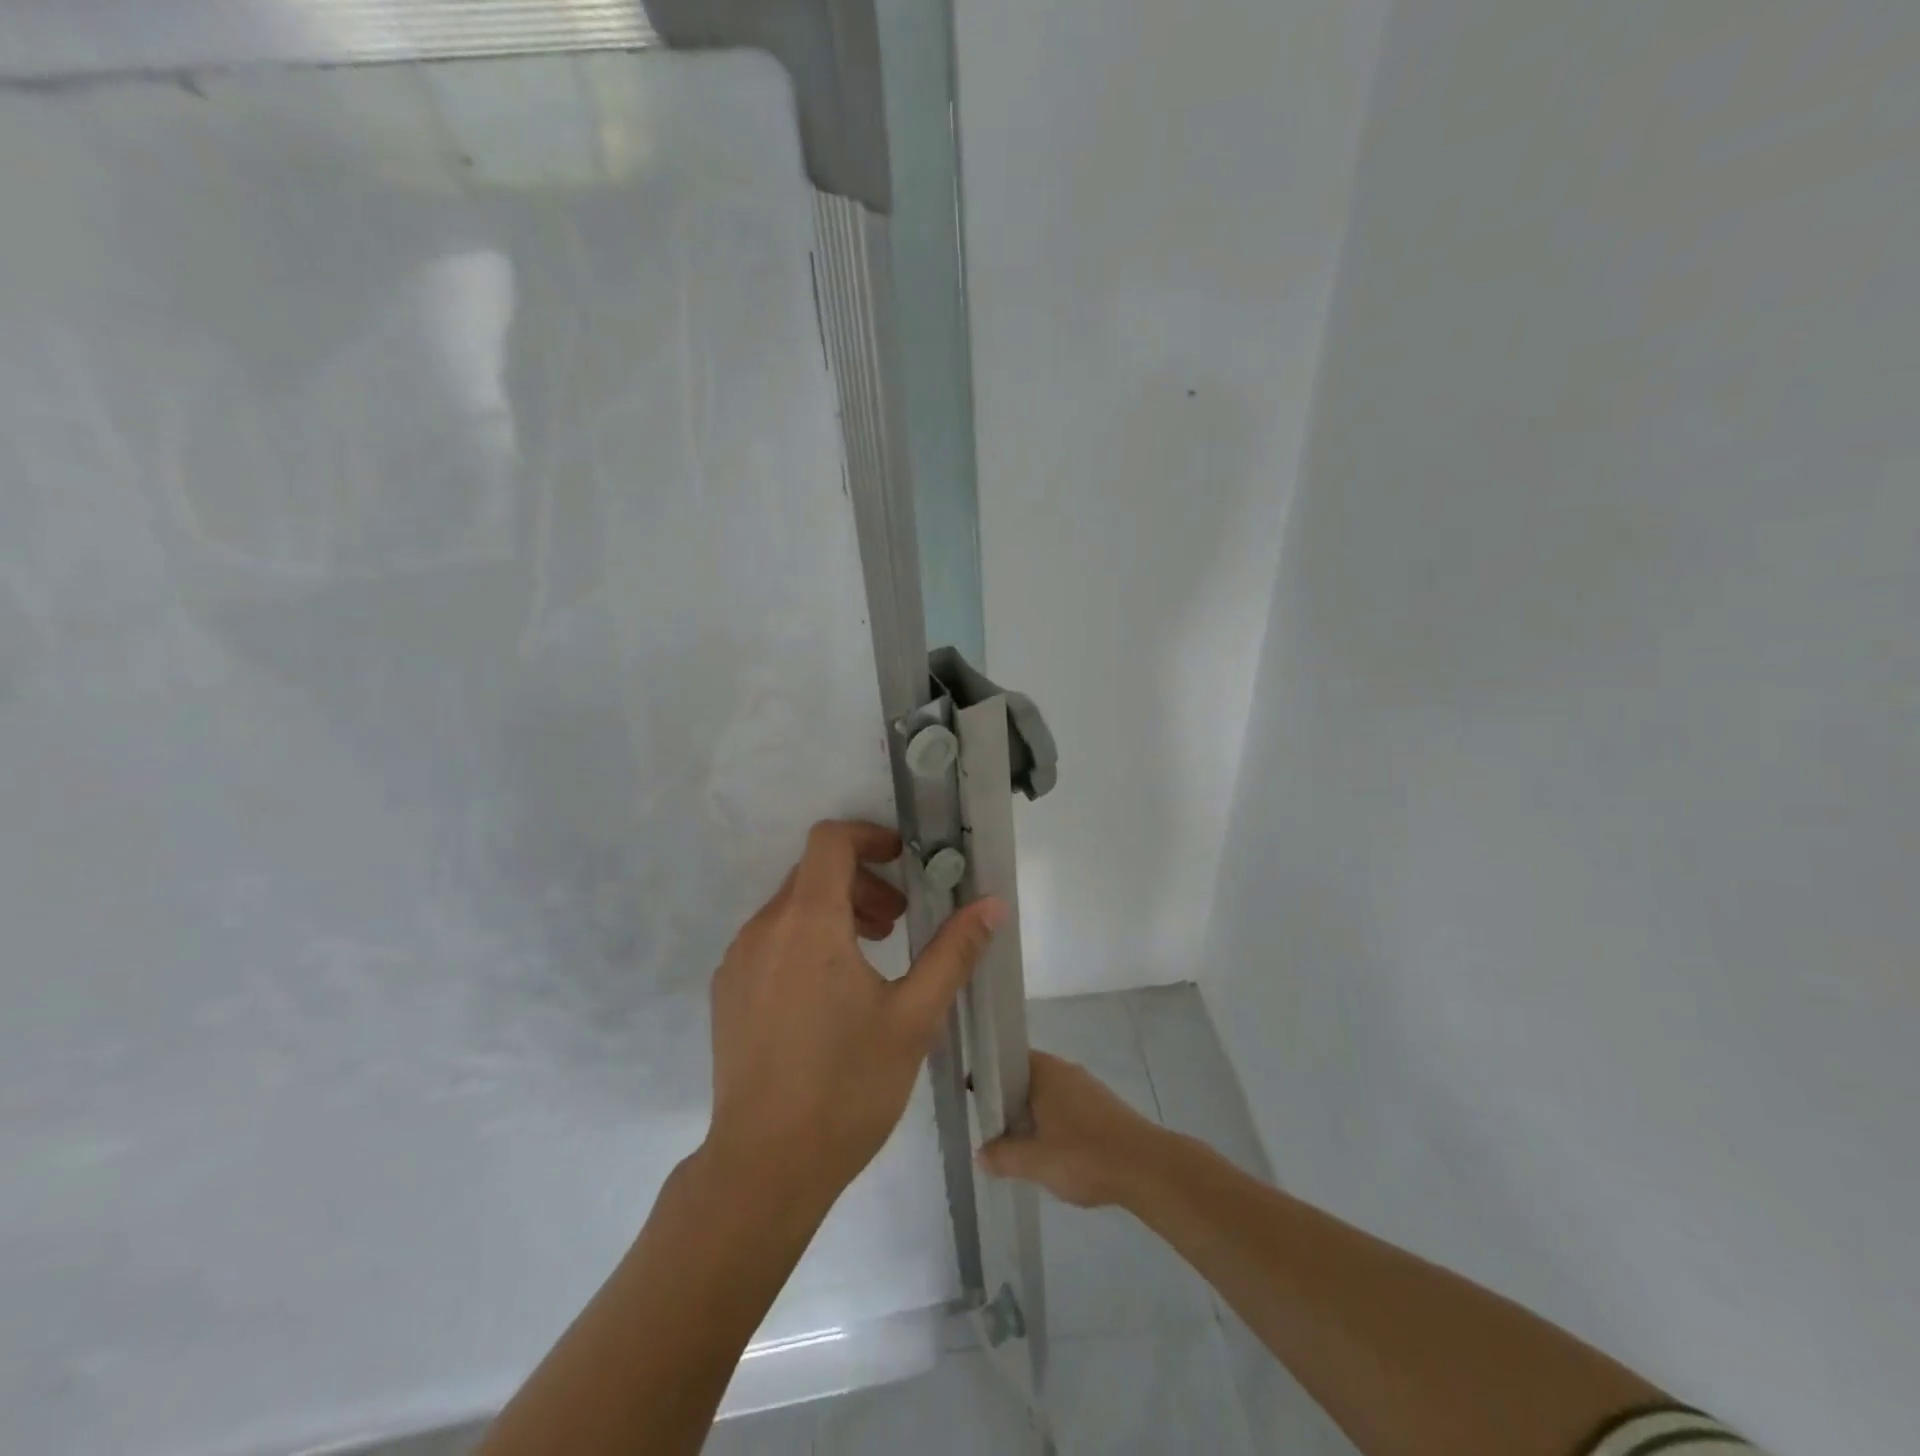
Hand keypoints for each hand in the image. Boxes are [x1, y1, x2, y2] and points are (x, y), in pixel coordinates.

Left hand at [705, 820, 1005, 1212]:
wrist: (764, 1168)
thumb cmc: (847, 1087)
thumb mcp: (914, 1017)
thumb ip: (954, 951)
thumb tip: (991, 904)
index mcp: (808, 923)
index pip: (830, 840)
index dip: (869, 836)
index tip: (903, 862)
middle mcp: (764, 929)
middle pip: (815, 873)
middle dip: (863, 883)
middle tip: (900, 922)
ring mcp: (738, 961)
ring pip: (791, 907)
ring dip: (837, 913)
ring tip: (874, 956)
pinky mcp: (727, 991)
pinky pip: (770, 940)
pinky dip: (806, 940)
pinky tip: (831, 993)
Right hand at [977, 1051, 1161, 1207]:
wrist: (1145, 1167)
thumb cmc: (1083, 1155)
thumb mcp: (1035, 1161)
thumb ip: (1003, 1155)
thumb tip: (980, 1153)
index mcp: (1044, 1070)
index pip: (1006, 1061)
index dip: (988, 1079)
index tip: (974, 1102)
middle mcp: (1064, 1070)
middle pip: (1026, 1078)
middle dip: (1008, 1102)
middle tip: (993, 1131)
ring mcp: (1086, 1087)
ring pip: (1047, 1094)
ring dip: (1032, 1115)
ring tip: (1019, 1146)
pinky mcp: (1103, 1106)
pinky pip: (1066, 1107)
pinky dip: (1053, 1123)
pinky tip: (1052, 1152)